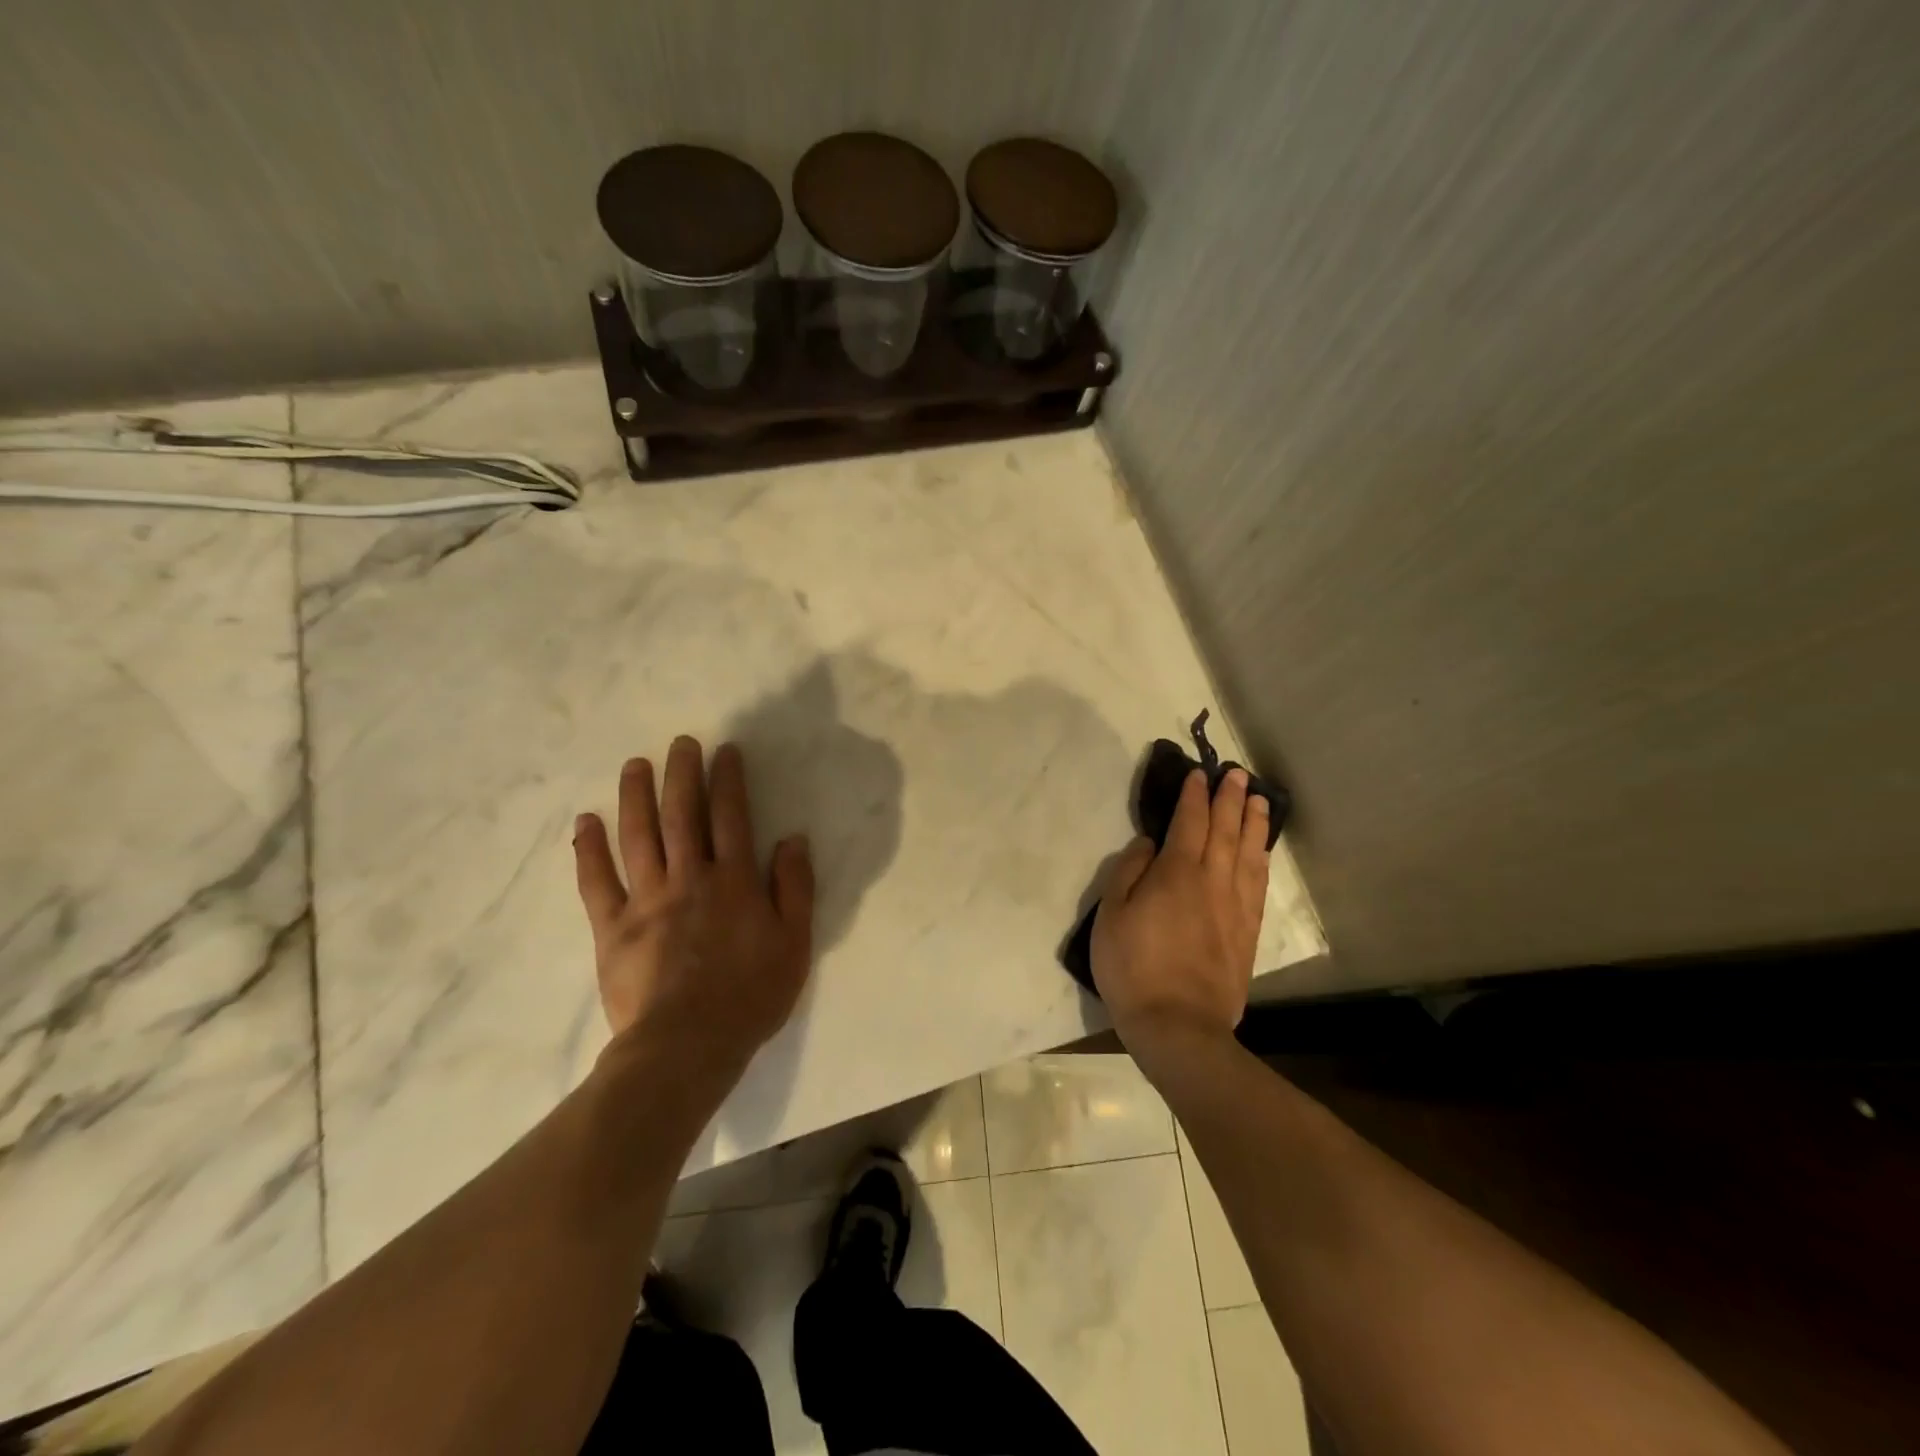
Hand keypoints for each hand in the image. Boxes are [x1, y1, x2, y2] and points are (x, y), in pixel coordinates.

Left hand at [572, 736, 813, 1074]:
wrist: (688, 1046)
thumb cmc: (750, 995)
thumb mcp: (795, 942)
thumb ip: (795, 887)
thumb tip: (792, 838)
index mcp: (734, 881)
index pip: (732, 817)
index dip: (728, 781)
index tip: (724, 751)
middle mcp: (689, 878)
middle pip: (683, 815)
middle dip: (682, 774)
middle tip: (680, 742)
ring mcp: (646, 901)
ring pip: (639, 837)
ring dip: (636, 797)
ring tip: (635, 765)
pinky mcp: (612, 928)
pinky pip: (597, 882)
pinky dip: (589, 850)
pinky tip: (585, 822)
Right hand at [1091, 767, 1269, 1060]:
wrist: (1178, 1026)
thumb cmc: (1133, 968)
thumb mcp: (1111, 916)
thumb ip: (1129, 872)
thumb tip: (1149, 843)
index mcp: (1177, 873)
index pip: (1189, 822)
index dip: (1194, 796)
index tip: (1199, 774)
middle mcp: (1212, 881)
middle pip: (1226, 831)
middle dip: (1230, 799)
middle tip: (1237, 774)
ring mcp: (1235, 907)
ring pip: (1249, 853)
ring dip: (1253, 823)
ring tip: (1258, 800)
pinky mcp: (1247, 932)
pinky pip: (1258, 884)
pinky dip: (1262, 860)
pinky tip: (1262, 851)